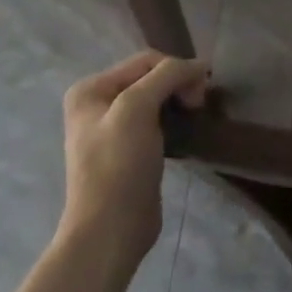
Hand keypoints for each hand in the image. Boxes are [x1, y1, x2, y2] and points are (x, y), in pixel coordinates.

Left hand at [58, 50, 207, 262]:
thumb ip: (167, 75)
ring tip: (195, 115)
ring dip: (179, 101)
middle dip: (179, 84)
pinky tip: (185, 131)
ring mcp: (112, 129)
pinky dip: (175, 119)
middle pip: (152, 77)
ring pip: (157, 98)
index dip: (177, 69)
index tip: (200, 93)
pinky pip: (158, 121)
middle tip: (199, 105)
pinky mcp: (130, 150)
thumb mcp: (137, 108)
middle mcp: (97, 104)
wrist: (110, 231)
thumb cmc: (118, 165)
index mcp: (90, 89)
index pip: (146, 60)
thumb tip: (201, 65)